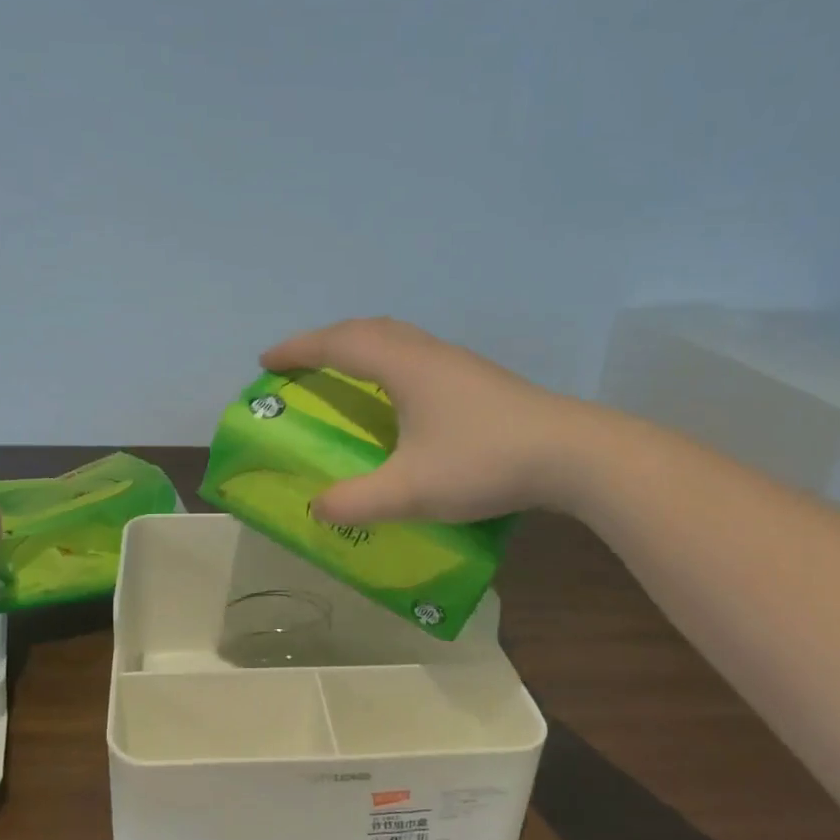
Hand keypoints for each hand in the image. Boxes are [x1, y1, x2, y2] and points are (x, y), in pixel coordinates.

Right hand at [261, 318, 577, 523]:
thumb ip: (357, 501)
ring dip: (359, 347)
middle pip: (366, 330)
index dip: (298, 350)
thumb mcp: (411, 490)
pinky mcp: (478, 379)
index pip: (337, 344)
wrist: (573, 455)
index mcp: (403, 366)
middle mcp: (427, 353)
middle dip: (325, 341)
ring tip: (341, 372)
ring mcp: (457, 363)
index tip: (266, 362)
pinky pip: (416, 354)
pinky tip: (397, 394)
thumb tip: (317, 509)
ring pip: (396, 338)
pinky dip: (387, 361)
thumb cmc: (484, 462)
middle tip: (300, 365)